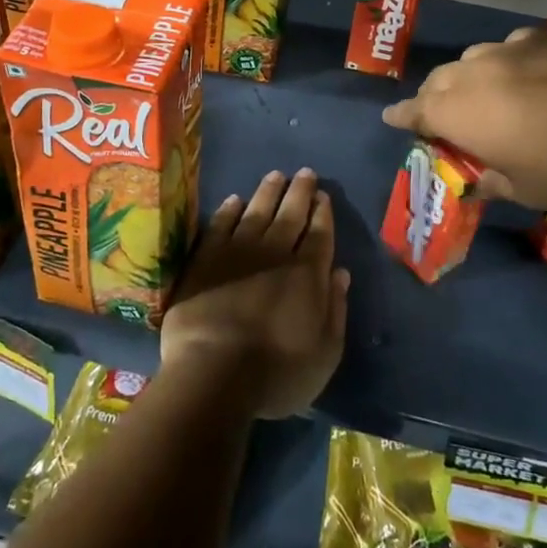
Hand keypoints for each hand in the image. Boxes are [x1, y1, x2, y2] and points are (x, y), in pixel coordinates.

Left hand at [161, 169, 350, 419]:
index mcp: (307, 275)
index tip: (324, 196)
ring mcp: (238, 252)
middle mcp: (276, 254)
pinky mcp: (206, 259)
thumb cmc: (276, 374)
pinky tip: (235, 201)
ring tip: (276, 175)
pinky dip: (229, 210)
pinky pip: (220, 225)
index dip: (323, 213)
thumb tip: (341, 272)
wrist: (213, 373)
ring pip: (257, 211)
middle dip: (300, 192)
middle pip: (291, 214)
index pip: (320, 234)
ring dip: (268, 191)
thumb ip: (335, 310)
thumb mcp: (325, 354)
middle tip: (305, 172)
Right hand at [381, 27, 546, 209]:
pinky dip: (509, 62)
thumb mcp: (523, 190)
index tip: (391, 118)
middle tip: (444, 115)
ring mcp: (506, 50)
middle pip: (438, 81)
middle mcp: (473, 74)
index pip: (415, 112)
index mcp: (458, 113)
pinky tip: (530, 74)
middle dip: (434, 98)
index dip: (401, 117)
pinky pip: (510, 48)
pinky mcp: (539, 37)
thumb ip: (491, 181)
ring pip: (472, 60)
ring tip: (487, 93)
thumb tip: (479, 179)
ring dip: (470, 78)